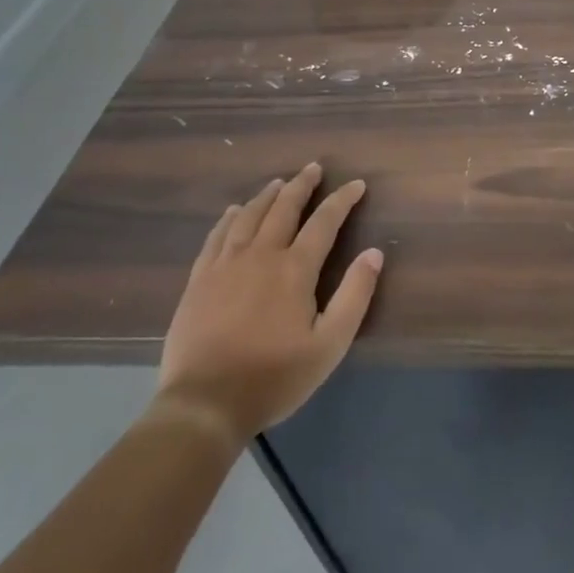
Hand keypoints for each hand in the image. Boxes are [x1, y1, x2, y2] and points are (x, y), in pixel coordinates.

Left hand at [153, 163, 382, 444]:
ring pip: (249, 217)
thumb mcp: (330, 344)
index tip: (356, 184)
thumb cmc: (274, 377)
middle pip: (283, 208)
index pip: (324, 222)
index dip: (342, 200)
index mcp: (295, 269)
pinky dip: (229, 219)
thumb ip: (354, 295)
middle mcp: (260, 255)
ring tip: (278, 183)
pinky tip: (234, 212)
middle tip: (313, 168)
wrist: (204, 404)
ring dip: (267, 196)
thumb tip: (374, 253)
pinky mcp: (199, 281)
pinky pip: (216, 237)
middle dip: (302, 185)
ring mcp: (225, 265)